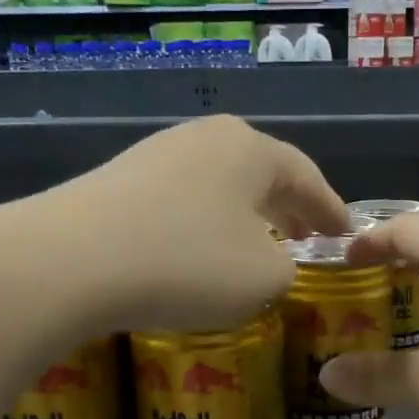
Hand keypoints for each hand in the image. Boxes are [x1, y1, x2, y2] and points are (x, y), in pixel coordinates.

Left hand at [37, 116, 352, 331]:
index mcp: (249, 150)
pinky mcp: (118, 183)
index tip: (346, 232)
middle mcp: (203, 139)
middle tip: (305, 236)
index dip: (330, 209)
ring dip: (243, 216)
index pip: (305, 177)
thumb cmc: (188, 264)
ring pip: (218, 187)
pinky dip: (203, 226)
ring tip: (256, 244)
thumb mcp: (264, 278)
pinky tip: (199, 252)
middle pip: (260, 173)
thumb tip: (270, 261)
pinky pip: (181, 203)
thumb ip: (286, 268)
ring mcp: (155, 156)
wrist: (72, 262)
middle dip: (287, 207)